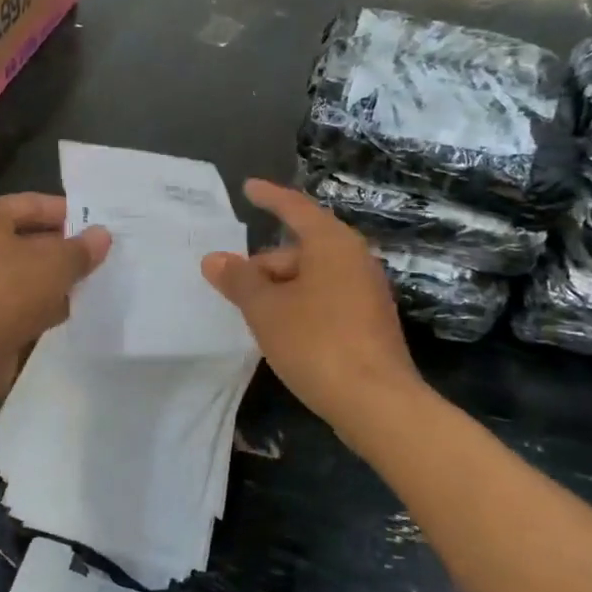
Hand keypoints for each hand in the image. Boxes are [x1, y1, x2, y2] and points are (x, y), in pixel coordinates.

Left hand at [0, 194, 109, 391]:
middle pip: (30, 238)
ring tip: (91, 283)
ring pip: (26, 271)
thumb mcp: (56, 264)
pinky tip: (68, 311)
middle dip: (65, 249)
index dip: (70, 214)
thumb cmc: (9, 292)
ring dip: (55, 278)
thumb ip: (82, 248)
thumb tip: (102, 235)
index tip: (100, 227)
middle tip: (101, 257)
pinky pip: (18, 298)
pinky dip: (40, 303)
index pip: (34, 204)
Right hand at [202, 179, 427, 434]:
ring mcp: (366, 292)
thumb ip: (238, 279)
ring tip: (250, 311)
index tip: (247, 187)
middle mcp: (354, 260)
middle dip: (265, 262)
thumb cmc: (316, 343)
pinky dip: (299, 304)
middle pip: (301, 247)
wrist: (377, 403)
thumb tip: (214, 259)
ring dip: (280, 288)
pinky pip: (325, 298)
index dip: (269, 197)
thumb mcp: (265, 309)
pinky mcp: (369, 322)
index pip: (295, 208)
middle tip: (231, 283)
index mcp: (332, 244)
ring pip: (313, 276)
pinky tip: (280, 330)